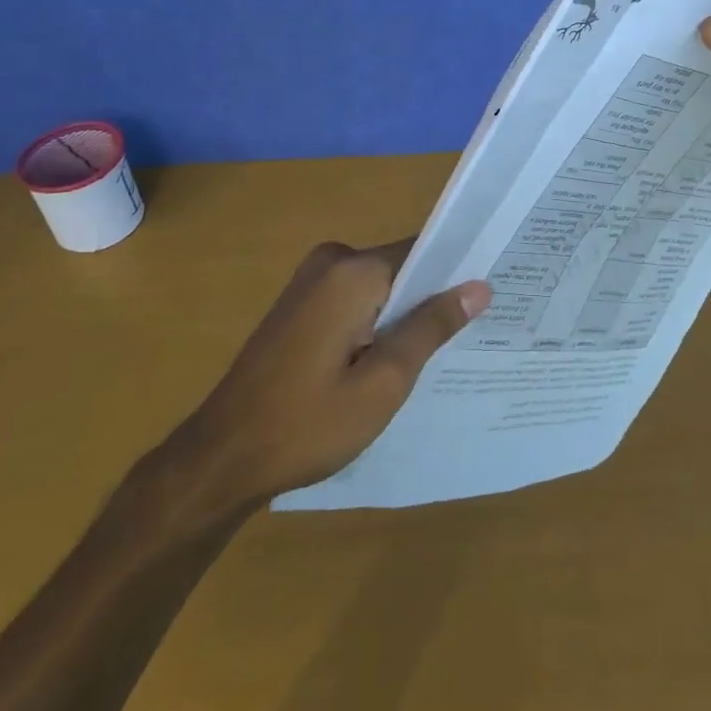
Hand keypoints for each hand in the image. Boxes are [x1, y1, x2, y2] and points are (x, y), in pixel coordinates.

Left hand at [152, 240, 490, 522]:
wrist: (220, 459)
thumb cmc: (308, 424)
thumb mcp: (384, 382)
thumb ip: (431, 327)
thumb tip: (479, 287)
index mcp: (353, 271)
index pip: (424, 252)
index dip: (457, 275)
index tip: (489, 299)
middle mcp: (331, 261)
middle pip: (402, 268)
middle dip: (430, 300)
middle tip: (466, 338)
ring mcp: (310, 280)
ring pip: (380, 287)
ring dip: (403, 316)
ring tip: (436, 354)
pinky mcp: (300, 303)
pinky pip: (355, 300)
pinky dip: (376, 323)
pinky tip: (389, 361)